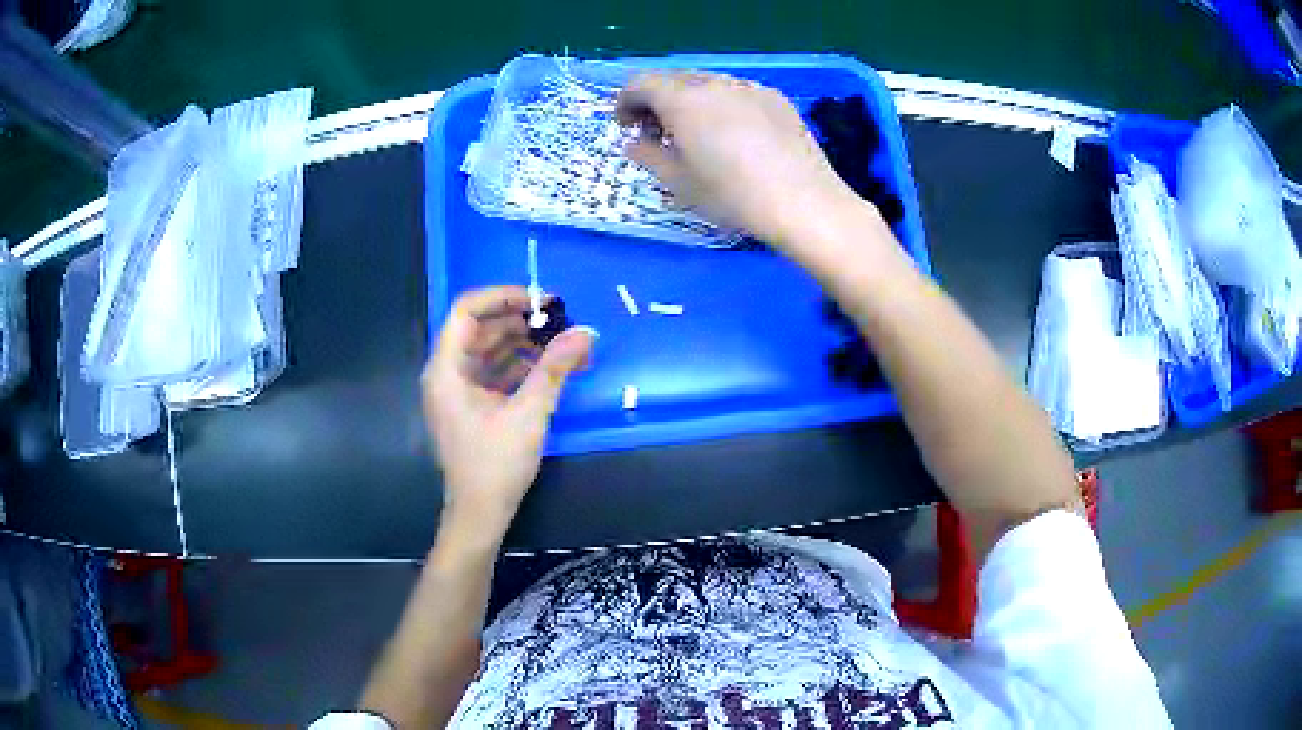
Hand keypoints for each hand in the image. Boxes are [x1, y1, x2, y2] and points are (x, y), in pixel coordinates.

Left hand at [422, 286, 594, 538]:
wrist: (479, 514)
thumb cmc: (495, 465)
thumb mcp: (529, 413)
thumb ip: (556, 368)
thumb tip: (586, 331)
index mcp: (446, 369)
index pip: (467, 310)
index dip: (502, 297)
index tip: (540, 300)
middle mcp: (446, 373)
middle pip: (479, 328)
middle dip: (519, 321)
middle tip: (559, 320)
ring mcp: (457, 390)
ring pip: (488, 350)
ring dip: (522, 343)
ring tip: (561, 342)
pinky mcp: (470, 406)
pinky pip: (493, 372)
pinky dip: (518, 365)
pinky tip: (549, 367)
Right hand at [615, 72, 855, 249]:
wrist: (803, 202)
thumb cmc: (732, 195)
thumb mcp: (678, 182)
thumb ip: (648, 155)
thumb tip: (635, 142)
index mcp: (683, 100)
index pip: (641, 84)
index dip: (625, 102)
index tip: (626, 127)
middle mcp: (714, 83)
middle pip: (674, 80)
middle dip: (657, 101)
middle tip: (658, 132)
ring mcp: (749, 87)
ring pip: (708, 84)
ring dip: (691, 102)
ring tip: (698, 135)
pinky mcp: (777, 98)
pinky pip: (738, 93)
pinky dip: (723, 106)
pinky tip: (735, 136)